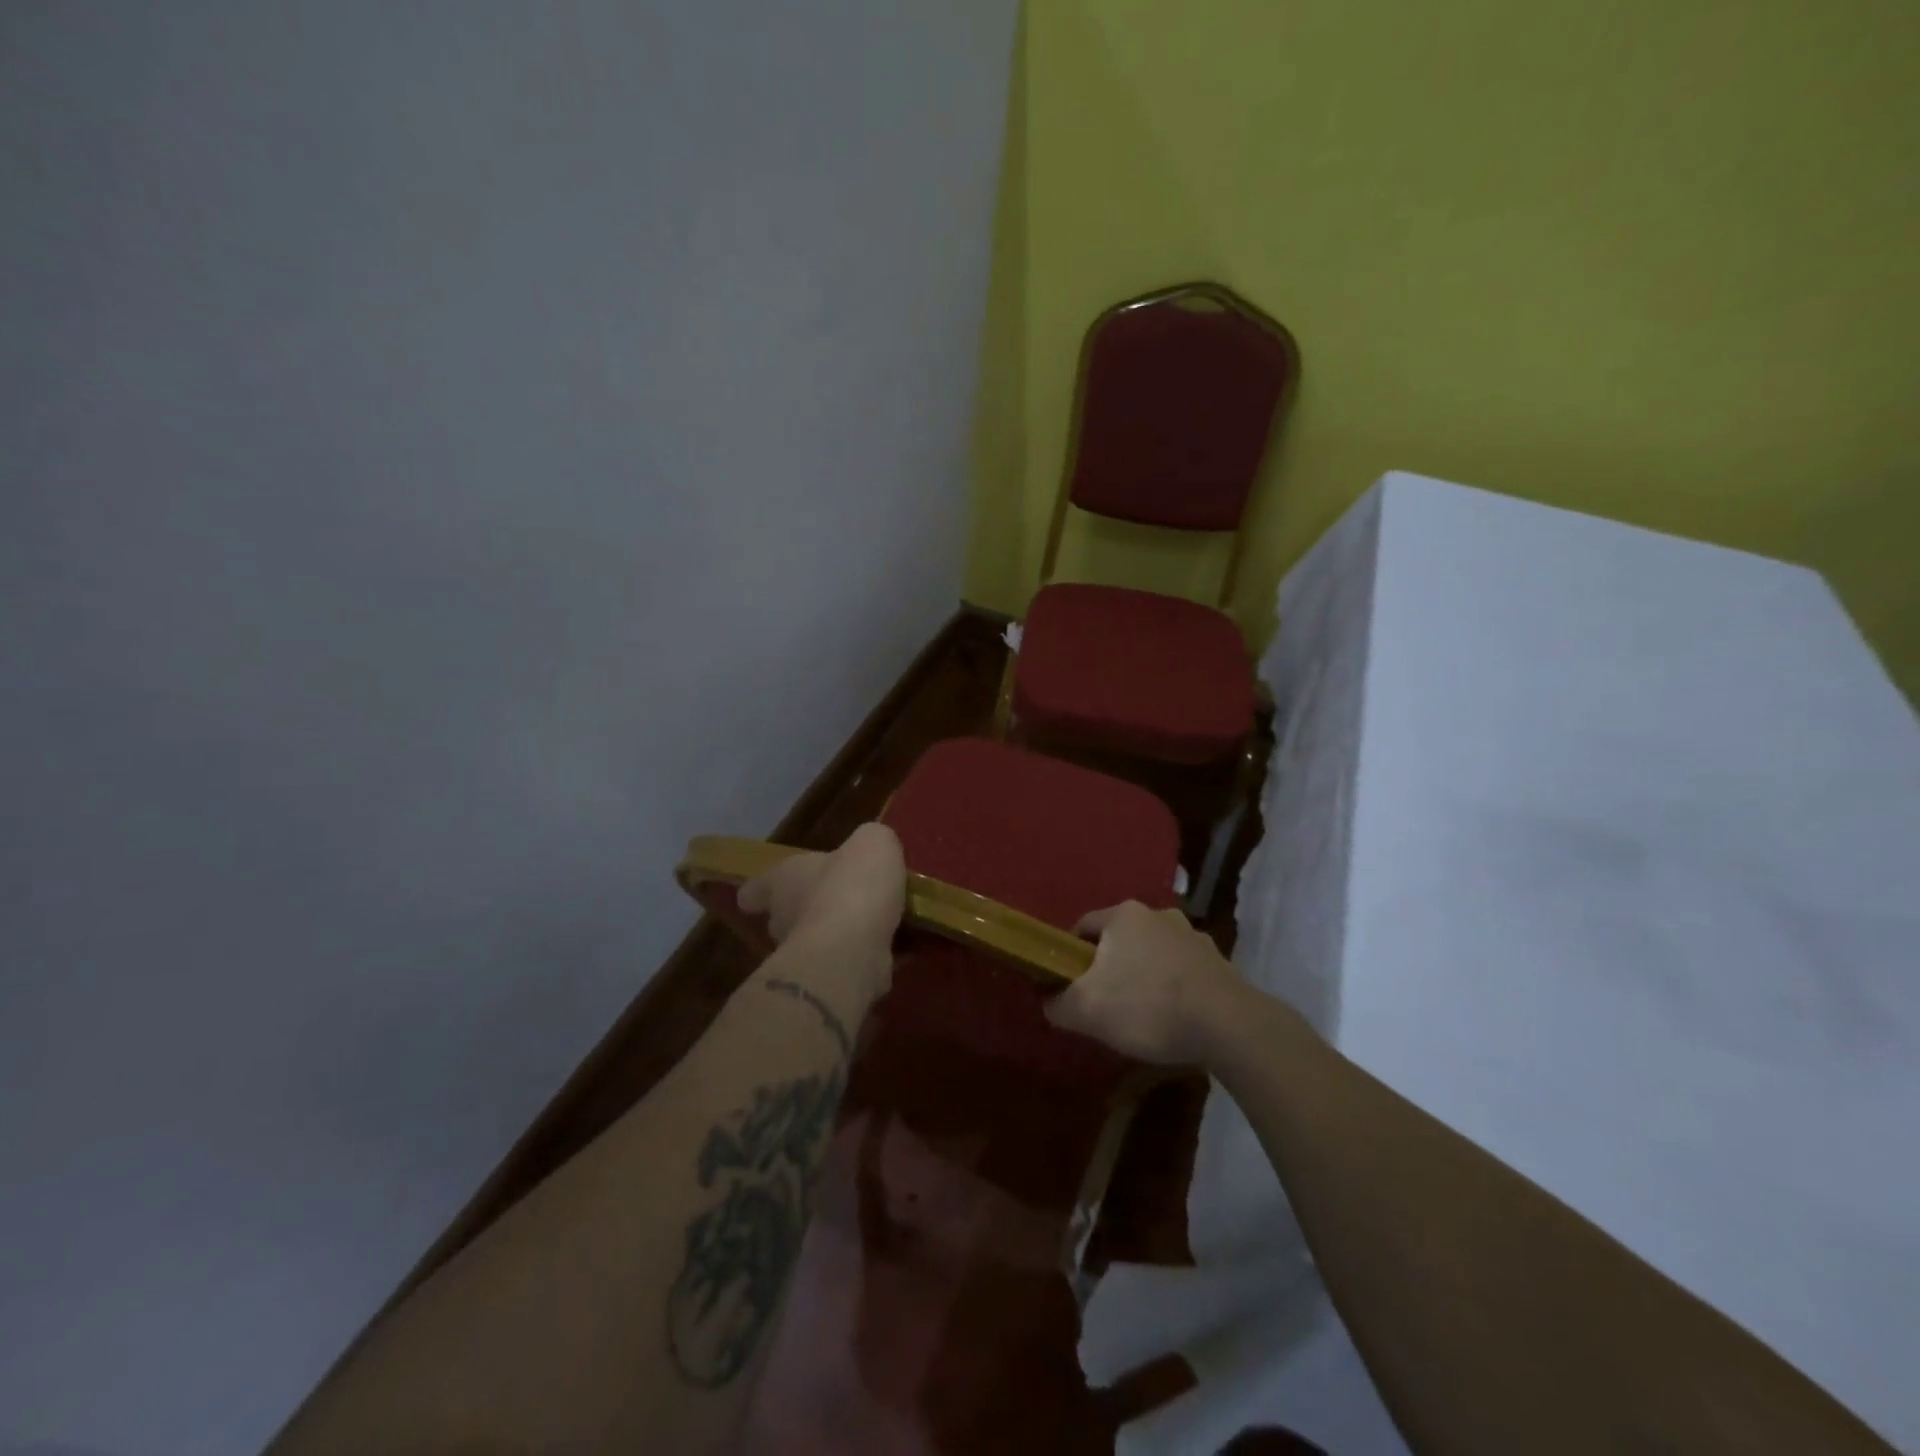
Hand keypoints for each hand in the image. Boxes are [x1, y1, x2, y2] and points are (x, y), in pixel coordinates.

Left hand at [737, 823, 906, 987]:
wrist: (854, 949)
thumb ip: (871, 842)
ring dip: (840, 935)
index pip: (756, 888)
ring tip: (875, 926)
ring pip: (818, 942)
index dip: (760, 890)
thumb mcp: (872, 841)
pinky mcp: (828, 982)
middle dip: (811, 910)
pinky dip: (865, 958)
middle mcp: (784, 919)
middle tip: (842, 901)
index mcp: (783, 880)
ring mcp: (804, 955)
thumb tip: (871, 852)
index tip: (760, 895)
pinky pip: (846, 965)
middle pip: (787, 915)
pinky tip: (892, 950)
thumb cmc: (852, 885)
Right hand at [1045, 901, 1247, 1065]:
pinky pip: (1183, 971)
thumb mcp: (1087, 1010)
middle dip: (1110, 966)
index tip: (1069, 984)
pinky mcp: (1219, 962)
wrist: (1227, 1025)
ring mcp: (1193, 936)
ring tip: (1142, 1013)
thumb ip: (1058, 1003)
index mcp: (1123, 915)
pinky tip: (1174, 1017)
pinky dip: (1174, 988)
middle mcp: (1159, 914)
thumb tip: (1049, 1001)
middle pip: (1120, 939)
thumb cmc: (1147, 1006)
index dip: (1070, 955)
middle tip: (1104, 1002)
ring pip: (1154, 953)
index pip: (1083, 927)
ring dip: (1144, 974)